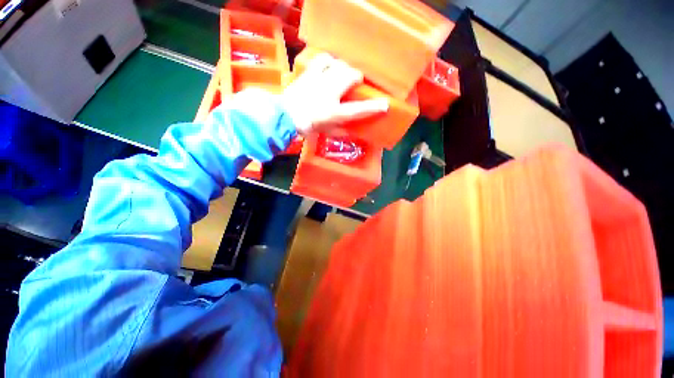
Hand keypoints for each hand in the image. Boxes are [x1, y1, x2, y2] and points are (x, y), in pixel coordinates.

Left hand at [282, 53, 388, 135]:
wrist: (285, 116)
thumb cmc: (308, 127)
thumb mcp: (327, 131)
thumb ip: (341, 129)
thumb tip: (353, 128)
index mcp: (334, 112)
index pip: (358, 110)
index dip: (373, 107)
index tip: (385, 105)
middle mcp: (330, 93)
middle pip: (351, 76)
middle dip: (357, 77)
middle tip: (355, 82)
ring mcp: (319, 80)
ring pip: (339, 64)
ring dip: (344, 68)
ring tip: (342, 73)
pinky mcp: (310, 73)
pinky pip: (323, 59)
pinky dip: (329, 61)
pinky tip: (329, 65)